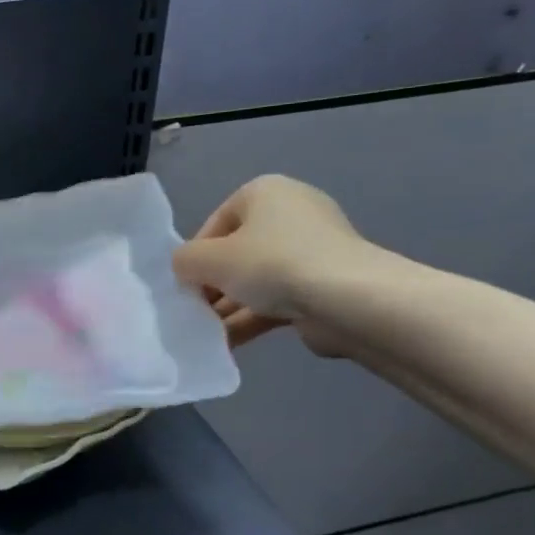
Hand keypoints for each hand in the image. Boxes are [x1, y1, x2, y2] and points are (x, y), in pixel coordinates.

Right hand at [171, 175, 377, 353]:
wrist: (350, 302)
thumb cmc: (271, 264)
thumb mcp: (207, 259)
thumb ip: (184, 261)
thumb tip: (186, 270)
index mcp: (265, 191)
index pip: (215, 223)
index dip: (195, 255)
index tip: (186, 283)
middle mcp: (293, 213)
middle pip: (237, 252)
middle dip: (214, 284)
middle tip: (195, 309)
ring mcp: (315, 251)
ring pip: (258, 279)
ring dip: (230, 306)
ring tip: (207, 333)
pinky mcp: (328, 285)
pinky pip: (280, 299)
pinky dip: (254, 318)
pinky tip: (228, 343)